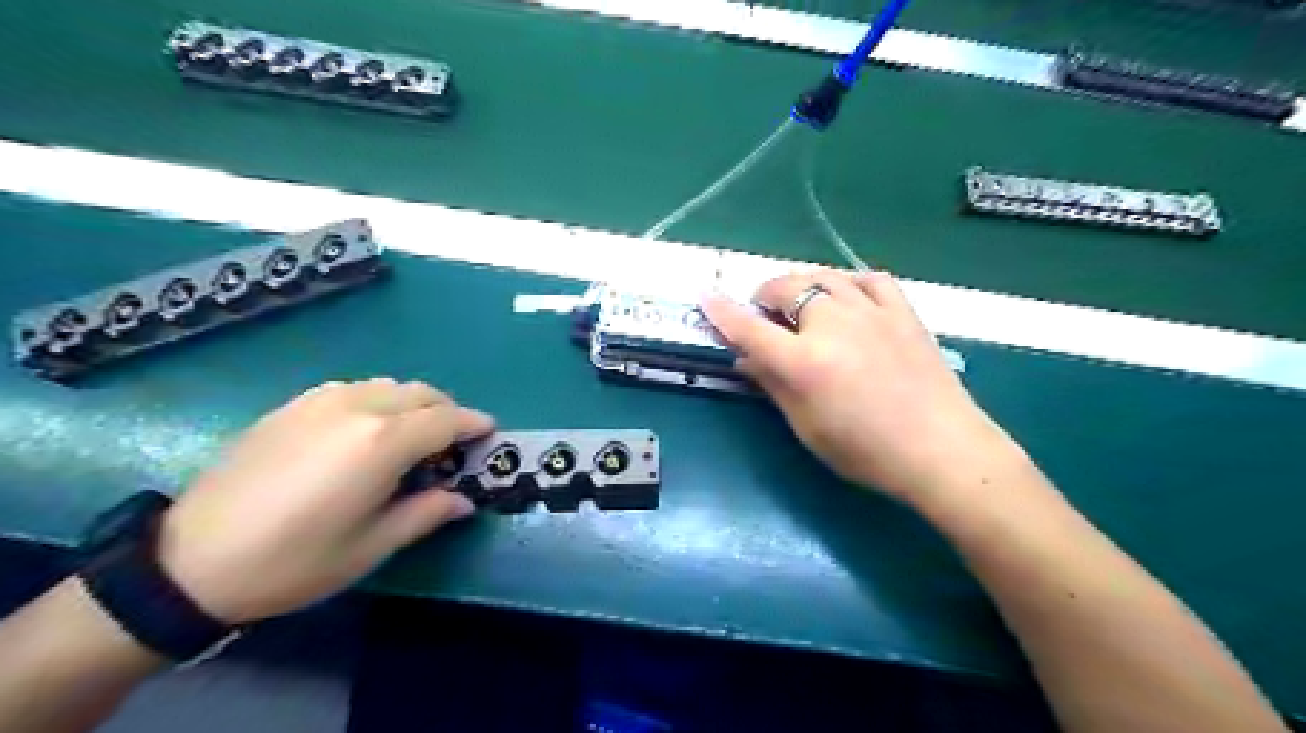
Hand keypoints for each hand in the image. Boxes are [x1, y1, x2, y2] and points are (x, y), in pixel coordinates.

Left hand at [156, 378, 494, 623]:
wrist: (190, 561)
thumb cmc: (295, 561)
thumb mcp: (372, 546)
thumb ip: (427, 513)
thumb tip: (464, 500)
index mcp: (382, 442)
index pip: (446, 421)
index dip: (474, 425)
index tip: (491, 433)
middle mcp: (358, 408)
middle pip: (421, 393)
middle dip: (447, 411)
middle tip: (453, 442)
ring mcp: (321, 401)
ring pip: (388, 385)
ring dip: (413, 403)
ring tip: (412, 435)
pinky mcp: (292, 406)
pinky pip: (354, 389)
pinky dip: (378, 400)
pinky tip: (366, 430)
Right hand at [706, 272, 1017, 506]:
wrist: (942, 450)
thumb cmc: (866, 452)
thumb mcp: (807, 427)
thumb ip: (773, 385)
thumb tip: (745, 358)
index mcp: (804, 362)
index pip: (749, 328)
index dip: (722, 311)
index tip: (705, 295)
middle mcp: (832, 325)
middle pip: (786, 289)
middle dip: (765, 295)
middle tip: (762, 313)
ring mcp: (871, 312)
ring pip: (823, 277)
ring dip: (801, 284)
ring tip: (797, 302)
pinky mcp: (901, 311)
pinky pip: (868, 279)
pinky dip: (848, 283)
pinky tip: (846, 296)